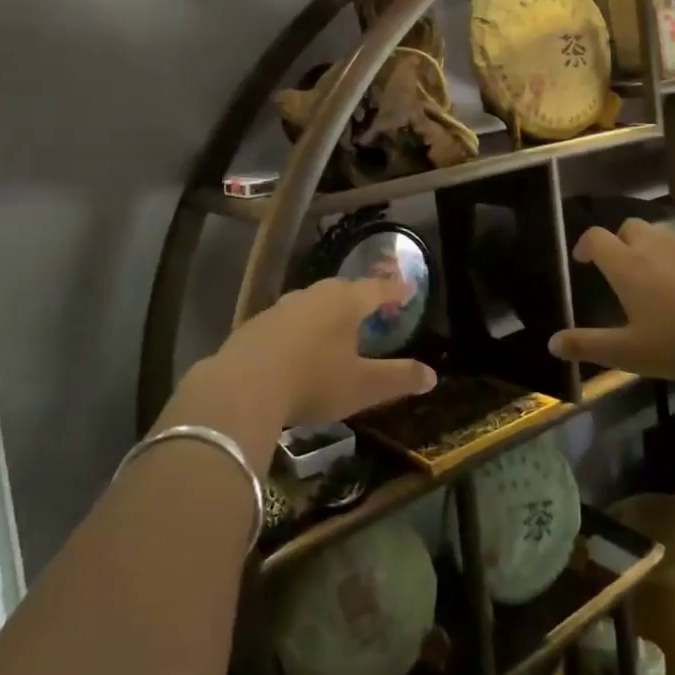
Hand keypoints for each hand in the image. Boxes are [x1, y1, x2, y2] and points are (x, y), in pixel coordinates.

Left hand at [215, 277, 437, 426]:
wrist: (241, 387)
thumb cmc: (313, 381)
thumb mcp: (363, 386)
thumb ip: (399, 378)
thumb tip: (433, 376)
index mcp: (346, 303)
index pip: (378, 289)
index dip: (395, 289)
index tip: (408, 287)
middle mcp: (315, 295)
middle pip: (344, 289)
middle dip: (360, 295)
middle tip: (371, 305)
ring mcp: (282, 307)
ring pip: (313, 301)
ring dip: (327, 310)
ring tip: (335, 325)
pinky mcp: (255, 324)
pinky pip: (287, 319)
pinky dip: (299, 327)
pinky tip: (296, 346)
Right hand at [549, 219, 674, 379]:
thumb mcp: (631, 352)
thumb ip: (590, 346)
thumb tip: (551, 344)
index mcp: (627, 266)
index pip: (597, 238)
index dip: (585, 245)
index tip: (582, 259)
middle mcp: (654, 247)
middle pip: (629, 227)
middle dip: (619, 241)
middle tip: (619, 267)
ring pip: (660, 235)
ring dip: (649, 248)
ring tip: (654, 278)